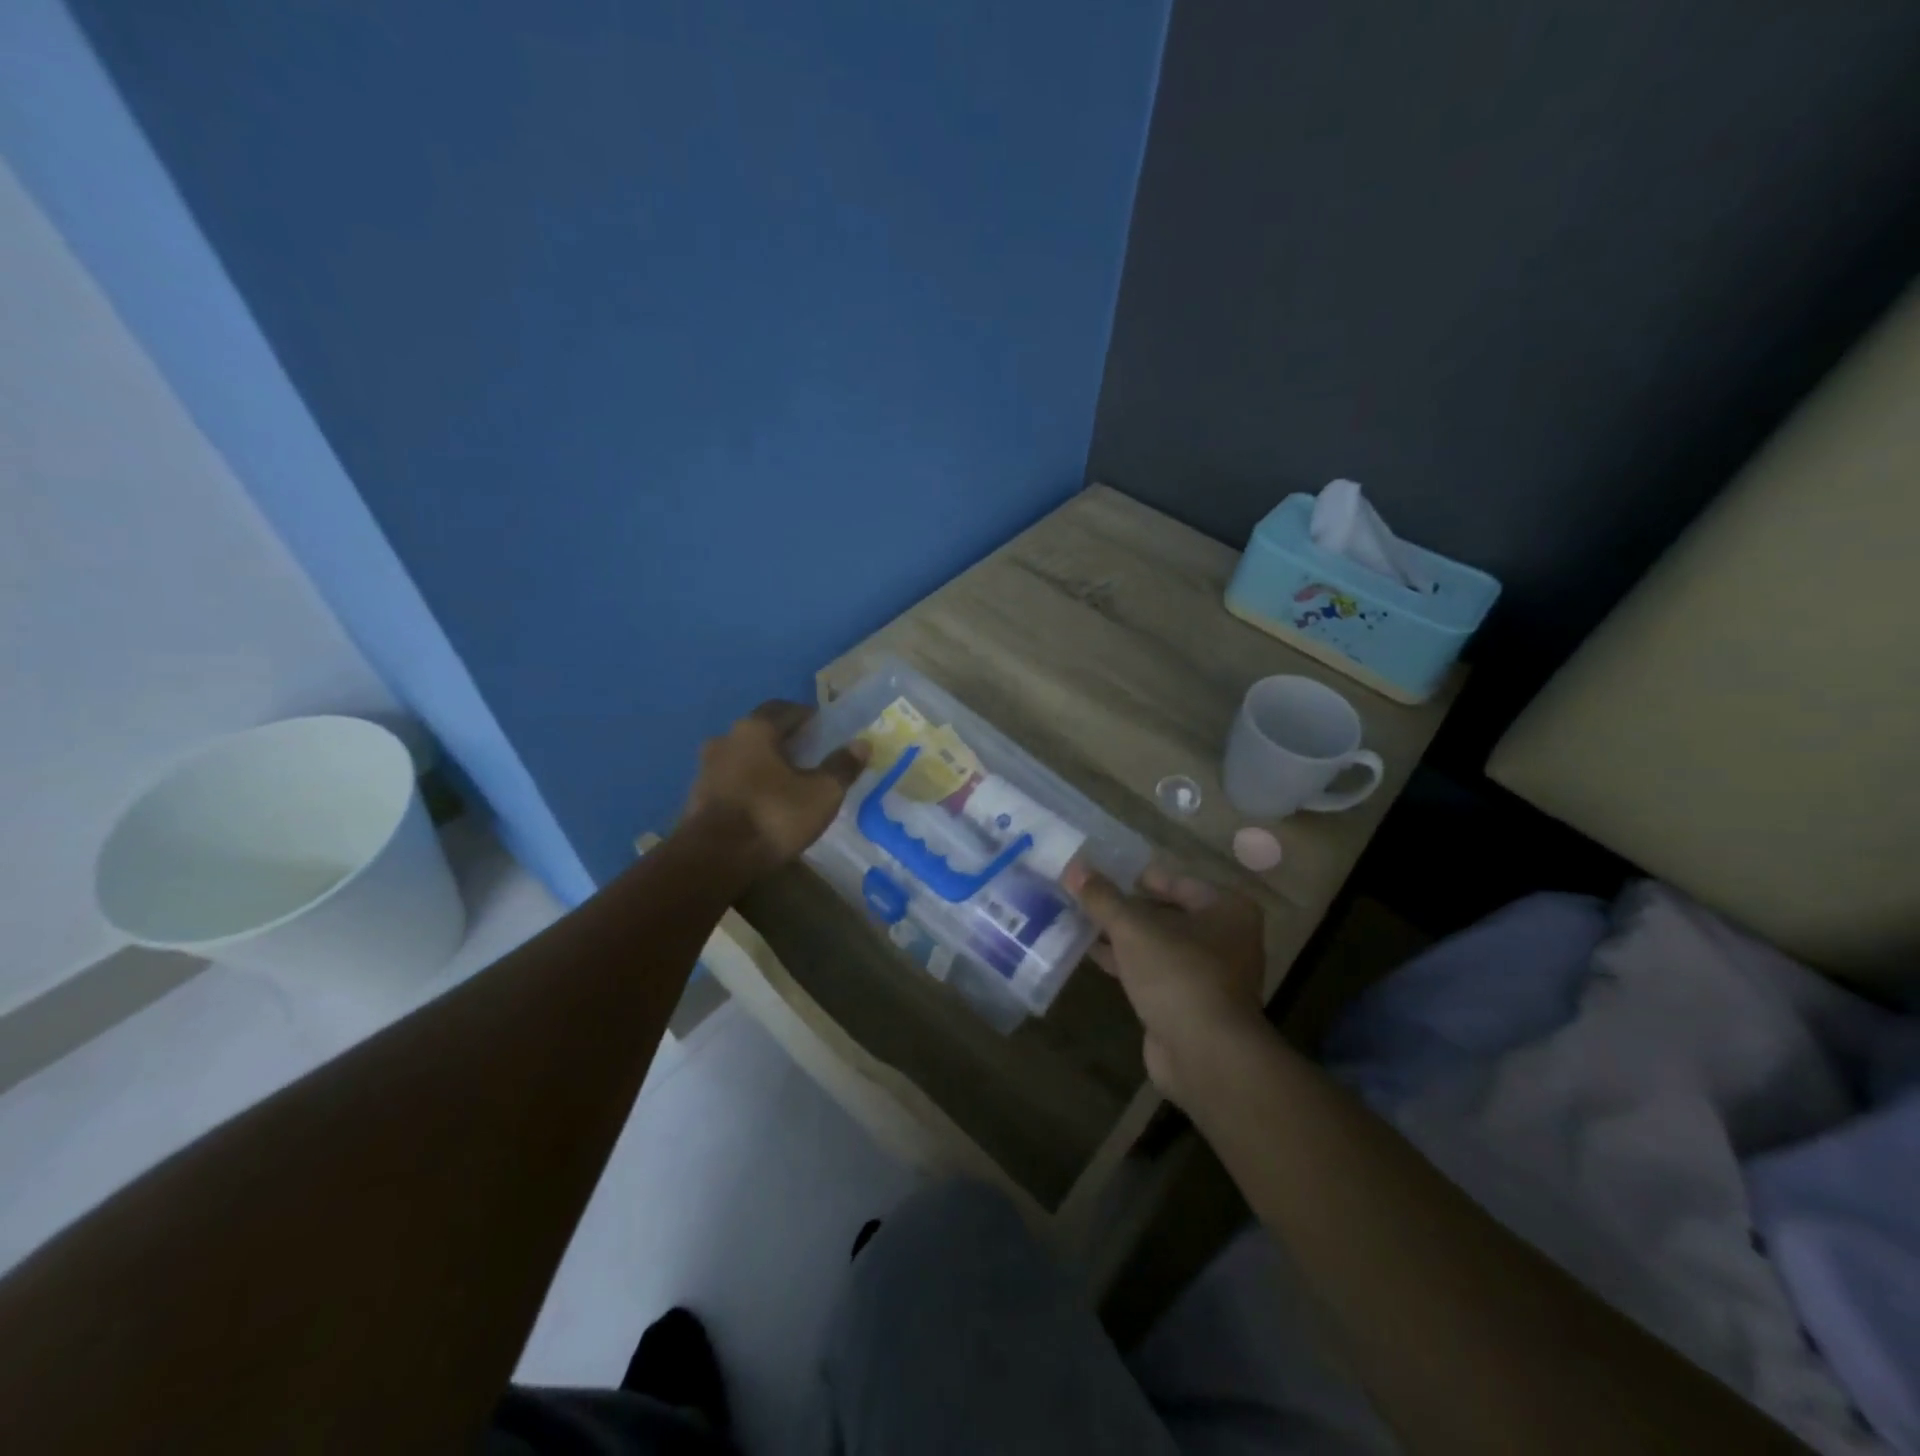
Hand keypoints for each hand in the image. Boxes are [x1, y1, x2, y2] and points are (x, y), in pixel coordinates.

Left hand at [682, 702, 868, 876]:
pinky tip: (764, 806)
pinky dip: (748, 786)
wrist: (712, 860)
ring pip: (743, 757)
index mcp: (754, 729)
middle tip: (810, 758)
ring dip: (764, 765)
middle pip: (761, 732)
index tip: (825, 732)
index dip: (807, 717)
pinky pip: (730, 782)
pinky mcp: (696, 797)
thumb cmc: (772, 816)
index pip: (784, 708)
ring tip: (788, 785)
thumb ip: (842, 766)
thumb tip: (862, 744)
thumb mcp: (821, 794)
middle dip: (786, 741)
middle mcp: (725, 739)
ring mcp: (705, 769)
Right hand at [1064, 863, 1267, 1101]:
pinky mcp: (1188, 1004)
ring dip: (1121, 936)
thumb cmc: (1178, 975)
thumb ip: (1102, 897)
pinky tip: (1091, 954)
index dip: (1133, 876)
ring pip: (1156, 944)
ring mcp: (1208, 974)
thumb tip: (1073, 867)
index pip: (1173, 880)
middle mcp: (1224, 938)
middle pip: (1165, 913)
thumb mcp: (1133, 928)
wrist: (1205, 1056)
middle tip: (1083, 896)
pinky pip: (1152, 972)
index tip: (1097, 873)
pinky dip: (1126, 963)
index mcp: (1225, 909)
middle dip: (1124, 908)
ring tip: (1078, 920)